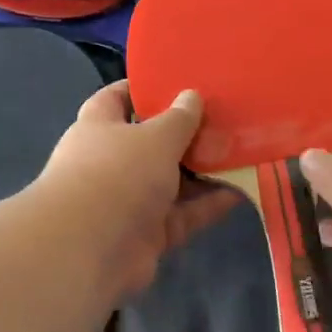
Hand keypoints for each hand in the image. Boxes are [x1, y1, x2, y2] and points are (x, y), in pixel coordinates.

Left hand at [33, 81, 237, 302]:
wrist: (90, 249)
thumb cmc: (118, 173)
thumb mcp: (155, 136)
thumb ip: (179, 118)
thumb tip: (191, 96)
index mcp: (99, 127)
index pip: (118, 98)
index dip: (145, 89)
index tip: (179, 82)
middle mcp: (111, 161)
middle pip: (152, 142)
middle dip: (186, 134)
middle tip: (225, 119)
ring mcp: (129, 201)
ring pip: (172, 181)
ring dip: (204, 171)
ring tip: (242, 153)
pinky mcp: (148, 234)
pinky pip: (183, 215)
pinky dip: (208, 205)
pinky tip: (240, 192)